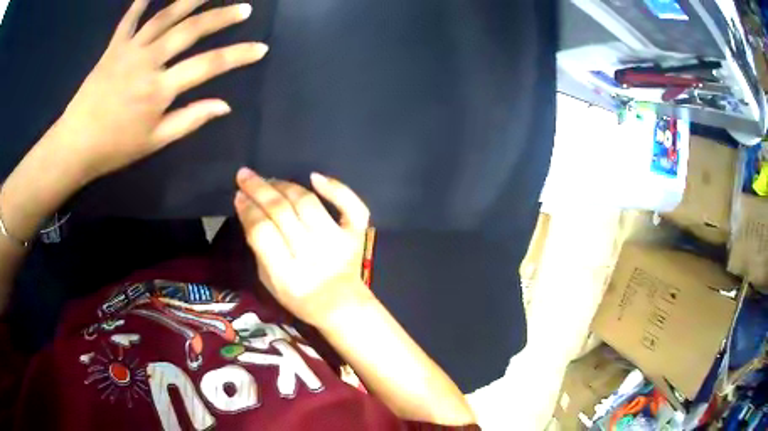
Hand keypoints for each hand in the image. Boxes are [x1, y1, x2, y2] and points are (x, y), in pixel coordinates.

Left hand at [53, 0, 267, 181]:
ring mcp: (129, 50)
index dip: (237, 56)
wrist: (75, 145)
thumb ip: (190, 120)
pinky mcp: (113, 47)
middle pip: (191, 30)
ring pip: (165, 16)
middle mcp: (148, 61)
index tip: (260, 48)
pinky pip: (130, 19)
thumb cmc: (114, 148)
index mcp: (159, 89)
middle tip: (244, 8)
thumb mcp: (154, 142)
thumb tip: (224, 106)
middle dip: (222, 17)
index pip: (208, 66)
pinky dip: (142, 1)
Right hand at [234, 168, 371, 326]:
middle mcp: (312, 254)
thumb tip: (249, 211)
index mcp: (286, 274)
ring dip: (285, 186)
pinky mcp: (355, 235)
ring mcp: (337, 242)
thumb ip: (259, 249)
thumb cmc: (299, 296)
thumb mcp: (269, 281)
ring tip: (270, 180)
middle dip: (258, 189)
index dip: (248, 210)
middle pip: (281, 211)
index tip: (238, 195)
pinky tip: (315, 177)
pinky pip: (352, 207)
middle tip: (245, 175)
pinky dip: (336, 189)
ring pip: (307, 203)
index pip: (262, 231)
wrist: (340, 306)